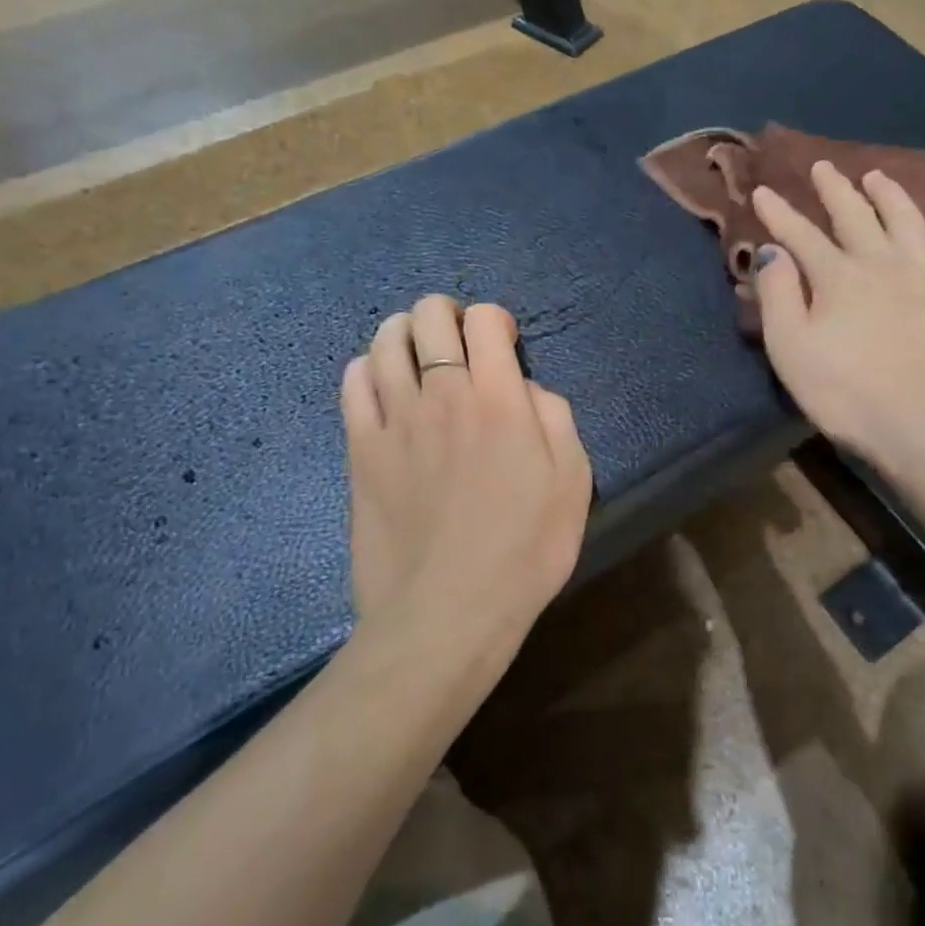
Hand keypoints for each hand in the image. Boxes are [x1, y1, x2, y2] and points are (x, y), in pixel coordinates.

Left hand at [340, 296, 592, 665]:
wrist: (448, 611)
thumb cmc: (524, 550)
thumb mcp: (572, 483)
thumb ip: (555, 419)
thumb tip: (525, 388)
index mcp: (499, 399)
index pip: (486, 321)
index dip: (496, 320)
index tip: (504, 345)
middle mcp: (443, 394)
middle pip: (429, 317)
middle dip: (446, 314)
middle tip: (458, 340)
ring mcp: (394, 420)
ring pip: (385, 341)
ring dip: (404, 332)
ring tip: (416, 352)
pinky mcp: (360, 450)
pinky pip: (353, 385)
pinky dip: (367, 368)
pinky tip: (381, 383)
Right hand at [751, 163, 924, 475]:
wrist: (924, 424)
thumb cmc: (845, 392)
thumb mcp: (790, 348)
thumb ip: (777, 295)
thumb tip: (772, 251)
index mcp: (838, 276)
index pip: (801, 235)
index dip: (780, 213)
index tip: (764, 190)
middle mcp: (883, 263)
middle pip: (856, 216)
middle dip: (835, 189)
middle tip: (823, 166)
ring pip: (907, 222)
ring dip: (889, 195)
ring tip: (877, 175)